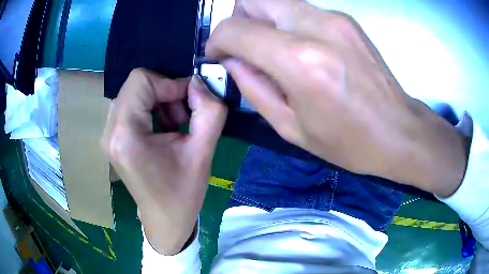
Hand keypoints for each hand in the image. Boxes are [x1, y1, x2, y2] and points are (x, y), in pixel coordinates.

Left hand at [101, 69, 226, 254]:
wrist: (165, 220)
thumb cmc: (183, 194)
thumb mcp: (203, 153)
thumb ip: (210, 111)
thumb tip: (199, 82)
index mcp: (125, 135)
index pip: (140, 80)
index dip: (169, 83)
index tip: (190, 102)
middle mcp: (109, 131)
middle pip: (136, 85)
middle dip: (165, 92)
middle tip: (184, 116)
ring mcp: (108, 134)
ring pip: (133, 94)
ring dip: (159, 101)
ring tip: (175, 125)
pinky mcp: (112, 138)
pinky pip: (130, 106)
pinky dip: (150, 108)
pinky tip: (163, 129)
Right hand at [206, 0, 466, 195]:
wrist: (398, 131)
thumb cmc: (348, 141)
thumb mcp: (291, 128)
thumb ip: (253, 88)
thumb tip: (230, 60)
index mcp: (301, 61)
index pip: (236, 29)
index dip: (216, 41)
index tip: (217, 56)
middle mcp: (317, 27)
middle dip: (238, 20)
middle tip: (244, 49)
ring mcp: (335, 18)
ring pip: (277, 1)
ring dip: (263, 21)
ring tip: (273, 52)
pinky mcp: (346, 19)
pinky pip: (300, 10)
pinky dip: (287, 24)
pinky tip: (301, 50)